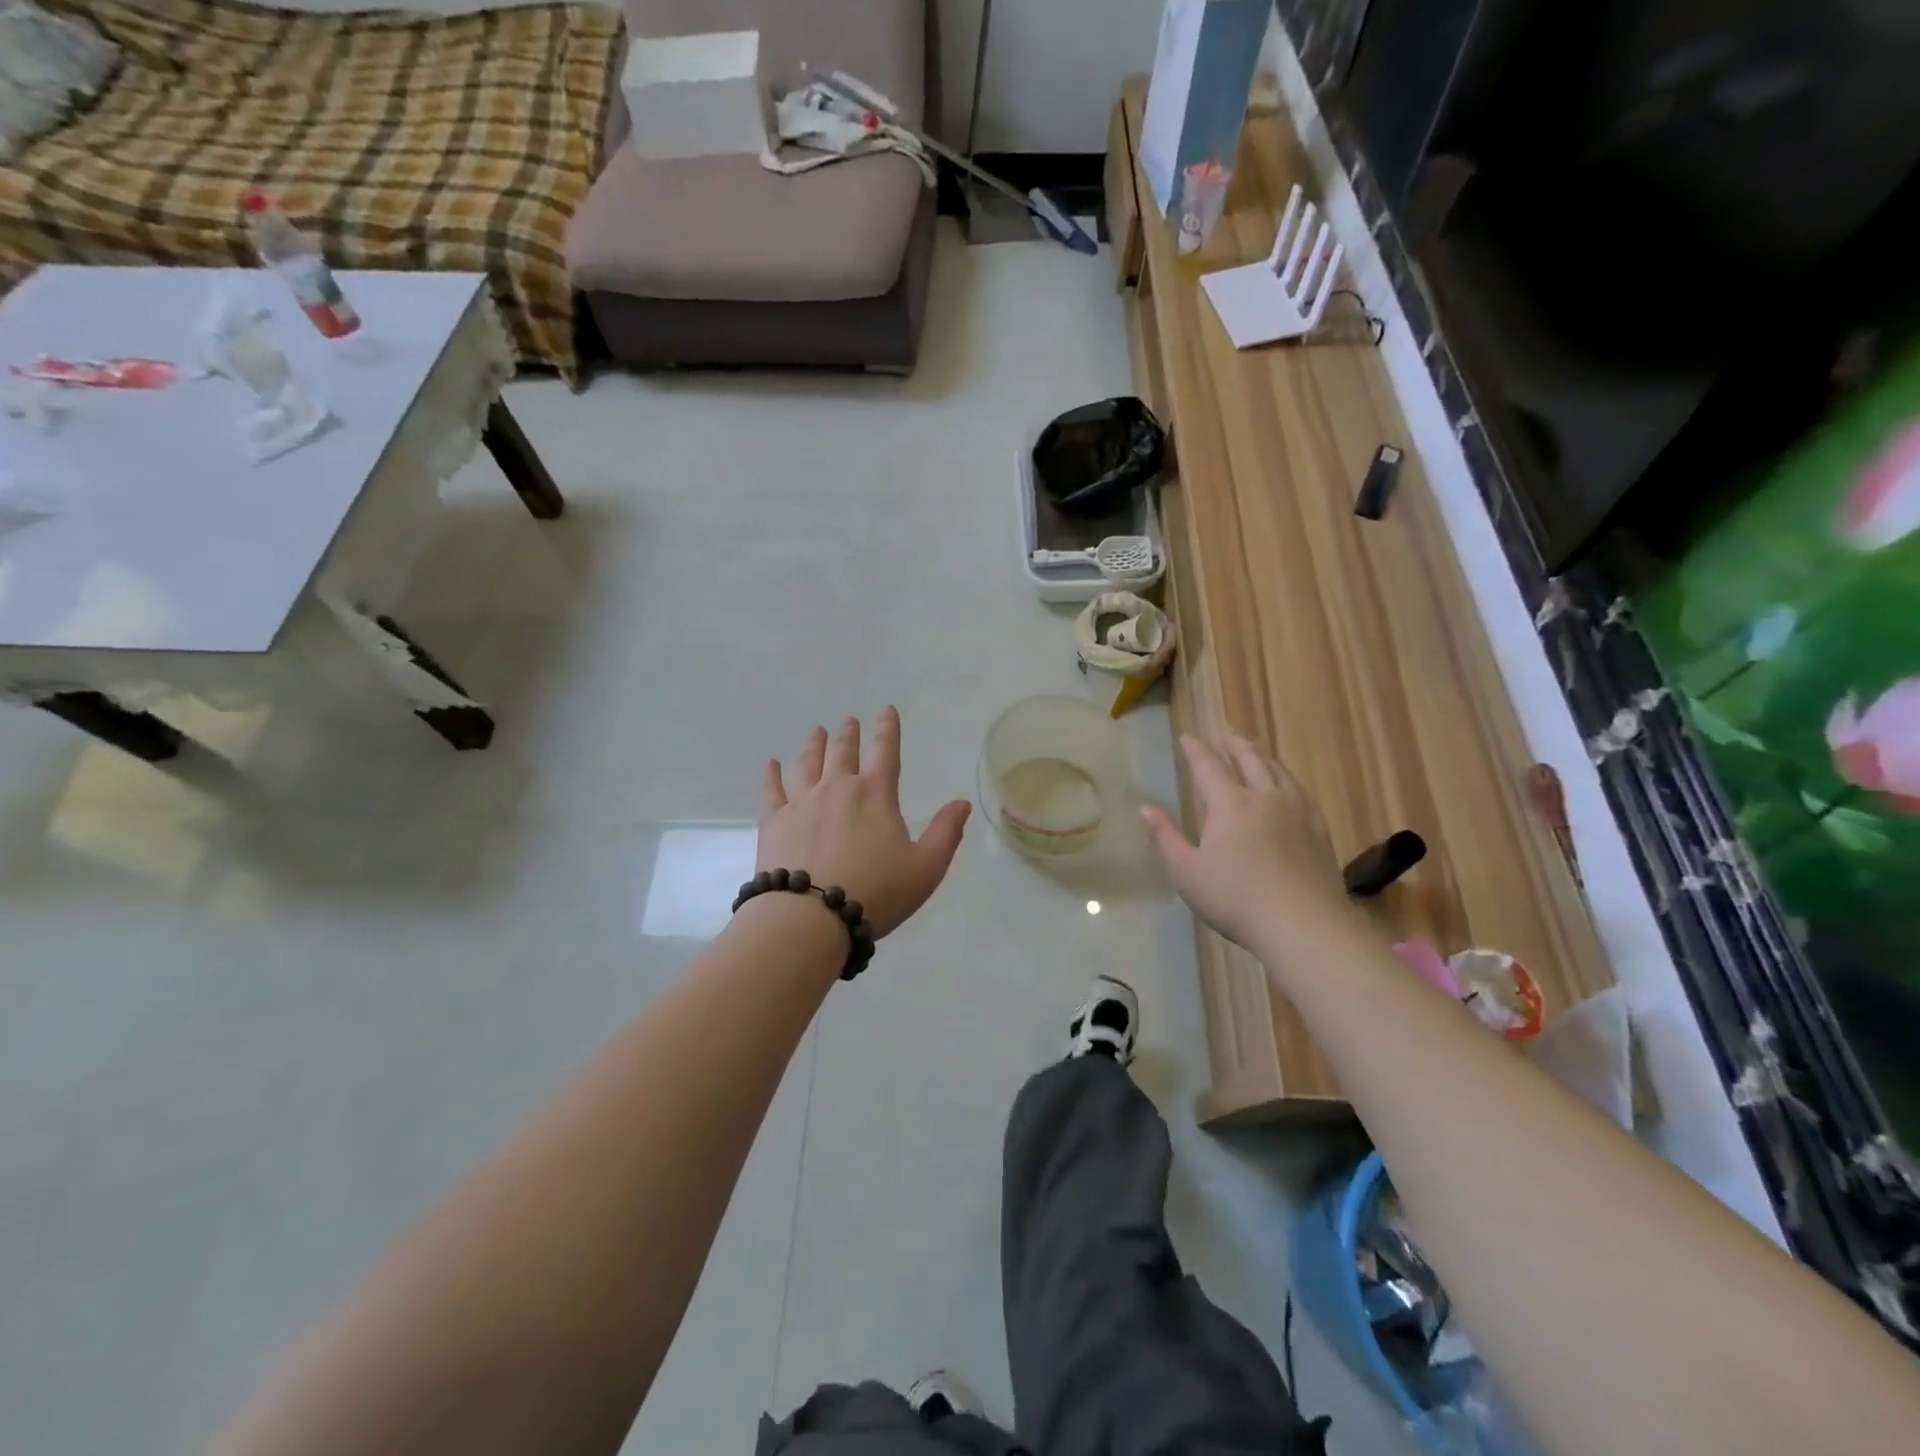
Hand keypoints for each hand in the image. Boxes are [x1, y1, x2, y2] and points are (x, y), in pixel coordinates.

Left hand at [759, 708, 970, 937]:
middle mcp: (838, 788)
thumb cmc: (876, 892)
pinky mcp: (774, 821)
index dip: (888, 729)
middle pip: (844, 752)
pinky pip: (772, 790)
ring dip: (814, 745)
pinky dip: (772, 775)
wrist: (811, 916)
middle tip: (849, 721)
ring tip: (817, 731)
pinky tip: (771, 764)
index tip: (887, 710)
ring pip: (808, 764)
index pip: (886, 752)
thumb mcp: (926, 867)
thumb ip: (946, 833)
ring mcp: (802, 802)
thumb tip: (962, 803)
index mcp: (876, 794)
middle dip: (849, 734)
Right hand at [1141, 732, 1350, 953]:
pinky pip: (1299, 789)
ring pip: (1278, 770)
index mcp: (1230, 804)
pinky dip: (1285, 777)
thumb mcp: (1187, 872)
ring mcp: (1298, 810)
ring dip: (1261, 755)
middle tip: (1222, 732)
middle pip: (1249, 758)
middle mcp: (1265, 796)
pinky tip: (1286, 785)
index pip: (1209, 766)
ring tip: (1252, 749)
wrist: (1303, 925)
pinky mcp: (1319, 828)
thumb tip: (1145, 807)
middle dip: (1232, 743)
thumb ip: (1165, 836)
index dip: (1195, 749)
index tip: (1186, 737)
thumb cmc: (1236, 899)